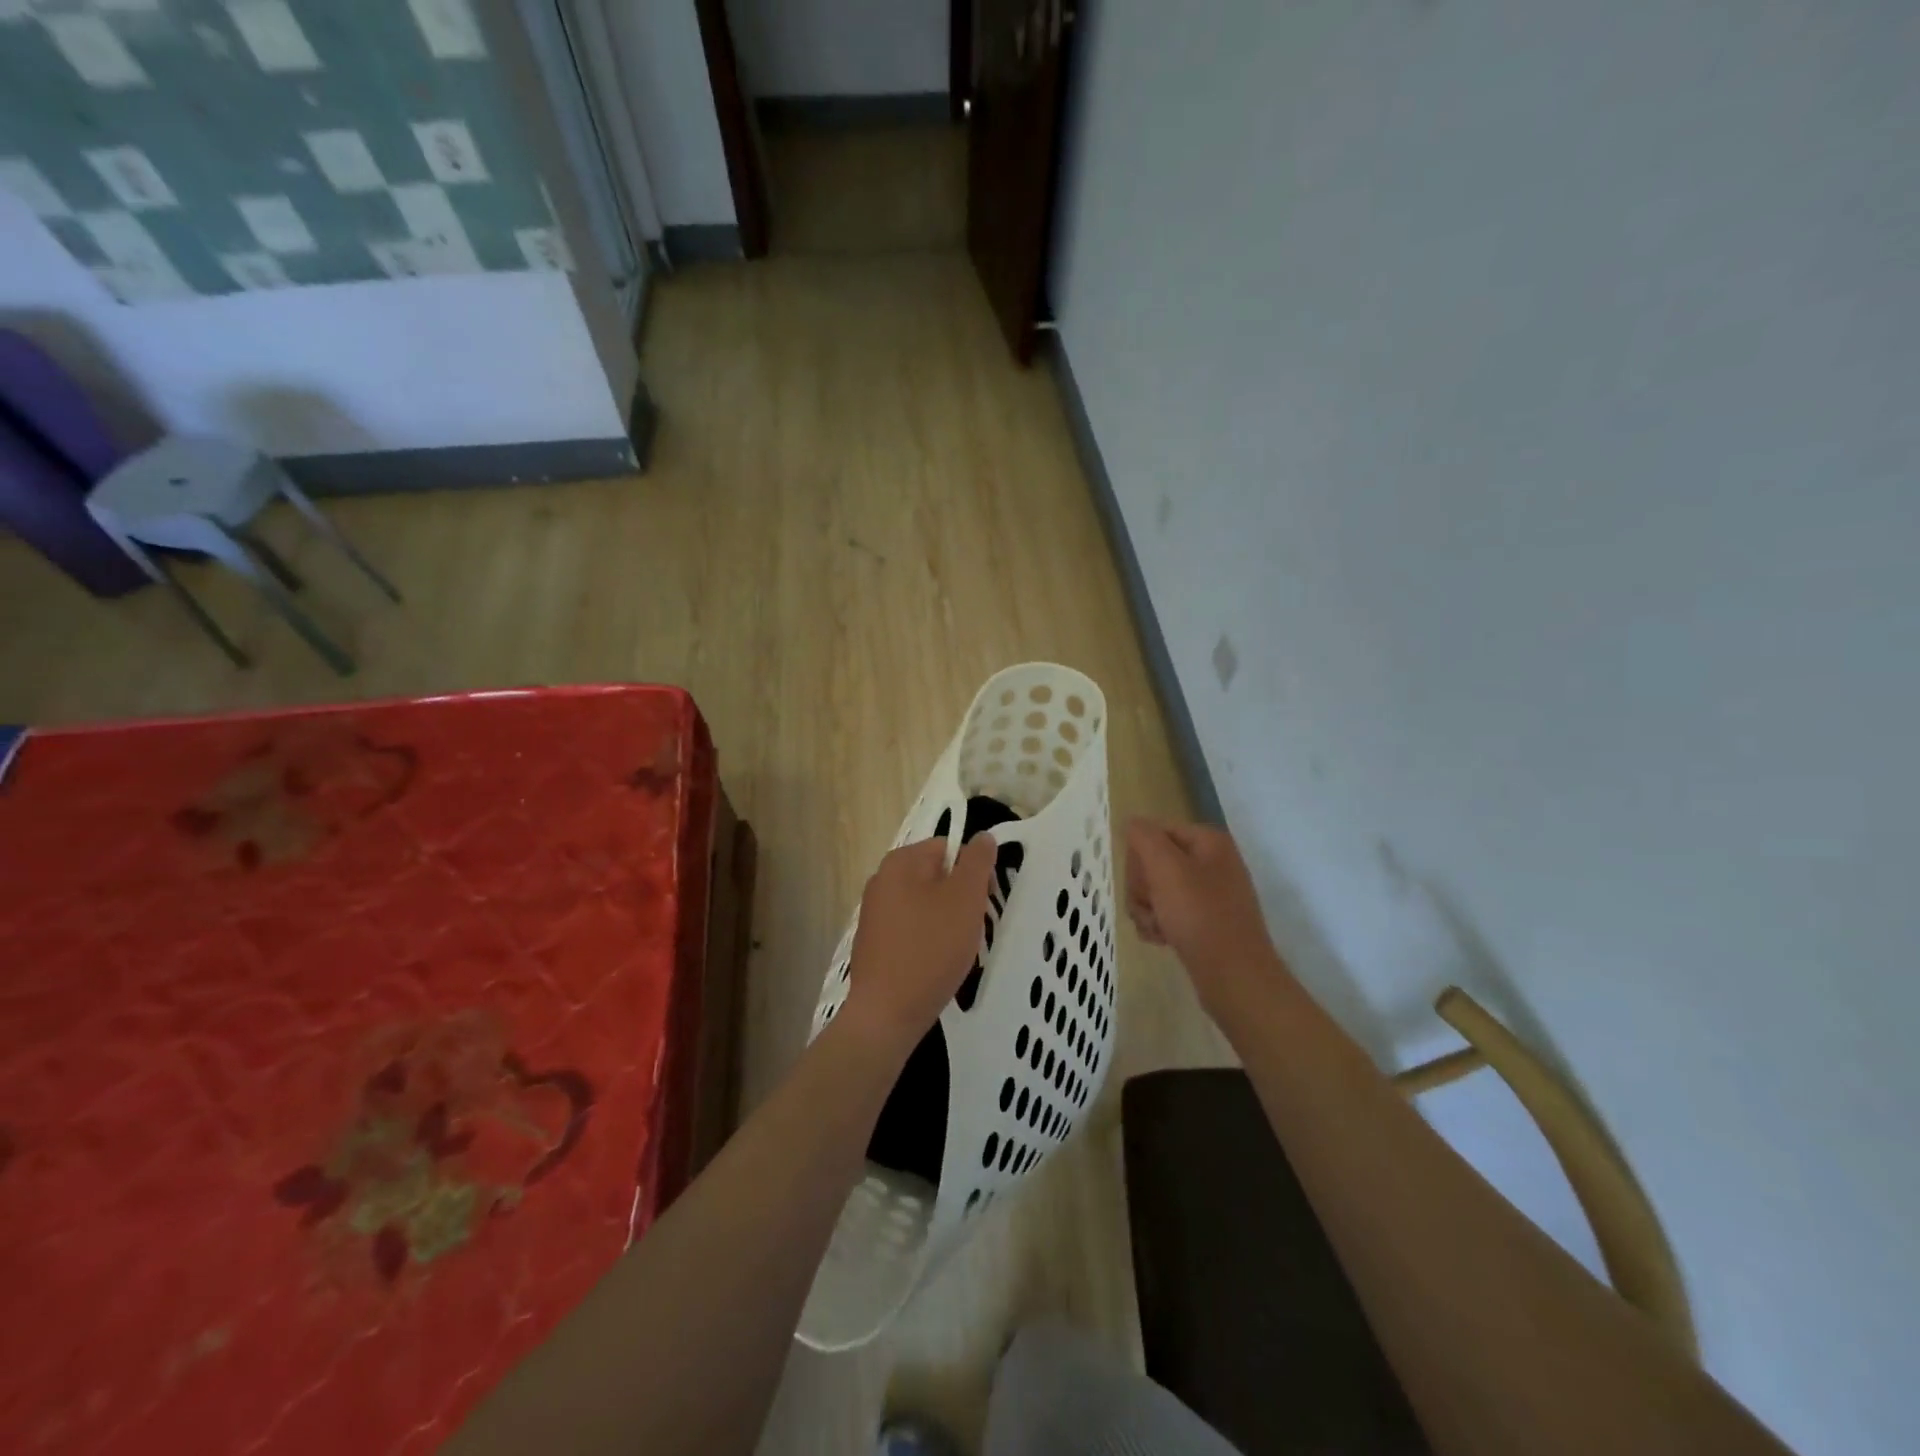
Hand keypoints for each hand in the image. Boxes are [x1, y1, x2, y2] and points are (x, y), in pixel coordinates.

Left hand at [842, 834, 997, 1054]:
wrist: (886, 1013)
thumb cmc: (931, 949)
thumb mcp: (965, 899)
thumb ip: (977, 862)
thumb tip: (982, 837)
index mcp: (901, 862)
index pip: (948, 848)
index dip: (973, 871)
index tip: (984, 902)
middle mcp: (881, 880)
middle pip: (936, 876)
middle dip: (960, 898)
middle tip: (973, 928)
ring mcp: (874, 912)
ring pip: (926, 904)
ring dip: (947, 921)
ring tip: (956, 950)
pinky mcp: (874, 942)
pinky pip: (911, 929)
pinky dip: (928, 940)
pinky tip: (936, 964)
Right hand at [1125, 818, 1283, 1012]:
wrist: (1234, 977)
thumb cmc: (1199, 916)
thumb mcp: (1165, 867)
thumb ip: (1144, 837)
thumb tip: (1132, 823)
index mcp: (1209, 841)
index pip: (1154, 832)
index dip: (1140, 857)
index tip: (1143, 882)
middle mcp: (1212, 862)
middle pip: (1154, 862)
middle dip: (1142, 887)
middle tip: (1150, 907)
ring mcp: (1211, 894)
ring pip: (1157, 890)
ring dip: (1146, 909)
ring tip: (1156, 929)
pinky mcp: (1206, 921)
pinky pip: (1169, 913)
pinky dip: (1159, 925)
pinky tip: (1162, 940)